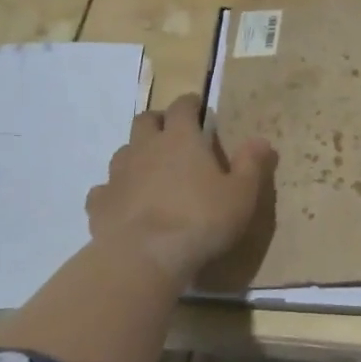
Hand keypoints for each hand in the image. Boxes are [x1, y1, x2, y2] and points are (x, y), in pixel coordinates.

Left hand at [85, 95, 275, 286]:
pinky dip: (115, 191)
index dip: (191, 103)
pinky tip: (124, 204)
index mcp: (180, 139)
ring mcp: (118, 175)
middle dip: (158, 121)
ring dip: (136, 155)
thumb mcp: (241, 194)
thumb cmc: (200, 220)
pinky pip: (104, 190)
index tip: (198, 107)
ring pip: (123, 152)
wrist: (144, 257)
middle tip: (173, 134)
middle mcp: (145, 148)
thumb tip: (260, 139)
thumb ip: (251, 164)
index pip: (183, 107)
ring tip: (150, 171)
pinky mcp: (100, 203)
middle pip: (145, 120)